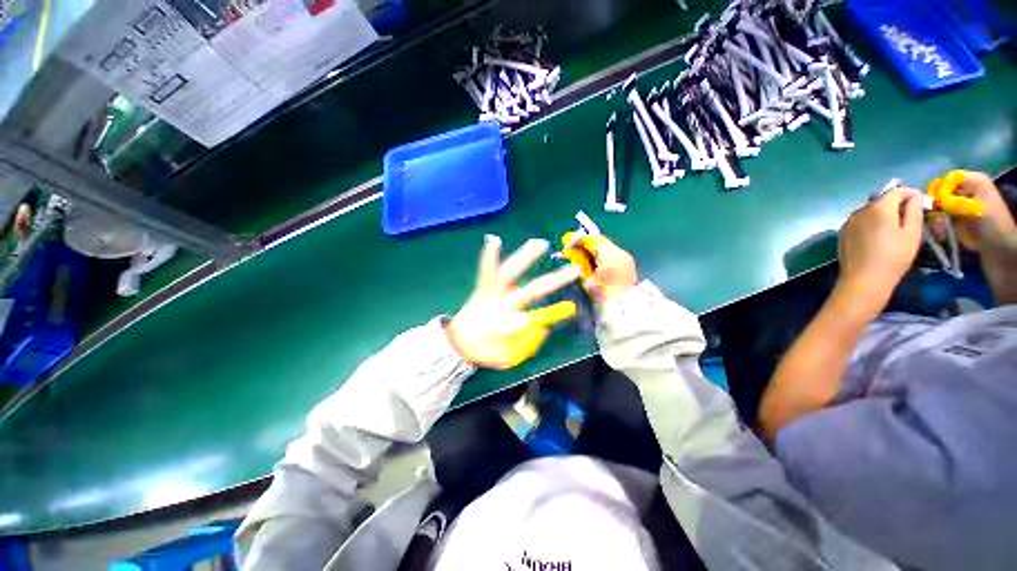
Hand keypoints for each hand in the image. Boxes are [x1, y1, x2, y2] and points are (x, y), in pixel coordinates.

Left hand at [446, 235, 580, 369]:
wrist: (457, 342)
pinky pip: (486, 271)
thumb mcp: (504, 357)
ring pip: (509, 273)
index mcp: (507, 326)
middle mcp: (502, 306)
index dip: (535, 317)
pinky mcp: (483, 288)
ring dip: (525, 258)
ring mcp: (492, 294)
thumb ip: (523, 345)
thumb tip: (540, 326)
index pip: (526, 320)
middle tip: (573, 271)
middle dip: (553, 281)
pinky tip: (493, 238)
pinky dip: (489, 256)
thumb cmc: (484, 350)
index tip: (549, 315)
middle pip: (532, 291)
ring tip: (540, 243)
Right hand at [575, 236, 638, 303]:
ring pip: (606, 246)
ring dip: (593, 249)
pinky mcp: (628, 263)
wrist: (625, 308)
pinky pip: (612, 253)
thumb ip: (580, 263)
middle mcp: (620, 253)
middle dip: (586, 244)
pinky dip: (602, 255)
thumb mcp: (588, 280)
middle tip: (573, 250)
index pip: (592, 239)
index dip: (578, 240)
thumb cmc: (604, 296)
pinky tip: (595, 262)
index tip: (567, 244)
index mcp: (610, 256)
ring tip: (582, 257)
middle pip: (600, 241)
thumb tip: (572, 252)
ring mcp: (626, 257)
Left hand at [836, 187, 923, 314]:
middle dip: (897, 205)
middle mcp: (860, 211)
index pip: (896, 191)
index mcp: (878, 207)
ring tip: (894, 230)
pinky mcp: (842, 233)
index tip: (920, 205)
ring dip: (883, 215)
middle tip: (909, 219)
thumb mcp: (912, 232)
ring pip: (870, 211)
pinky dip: (871, 224)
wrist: (864, 279)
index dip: (911, 194)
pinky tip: (878, 238)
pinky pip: (860, 222)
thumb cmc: (894, 257)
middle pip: (882, 200)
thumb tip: (914, 196)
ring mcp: (848, 222)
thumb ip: (913, 210)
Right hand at [944, 170, 1016, 302]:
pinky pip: (937, 220)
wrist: (998, 250)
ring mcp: (958, 206)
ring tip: (940, 231)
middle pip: (939, 193)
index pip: (946, 179)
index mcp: (972, 181)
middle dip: (935, 207)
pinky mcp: (953, 220)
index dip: (938, 190)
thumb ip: (954, 201)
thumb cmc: (992, 225)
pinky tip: (941, 235)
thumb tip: (932, 202)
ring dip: (935, 220)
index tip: (936, 205)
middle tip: (935, 220)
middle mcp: (964, 190)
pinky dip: (936, 227)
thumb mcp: (975, 208)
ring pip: (935, 208)